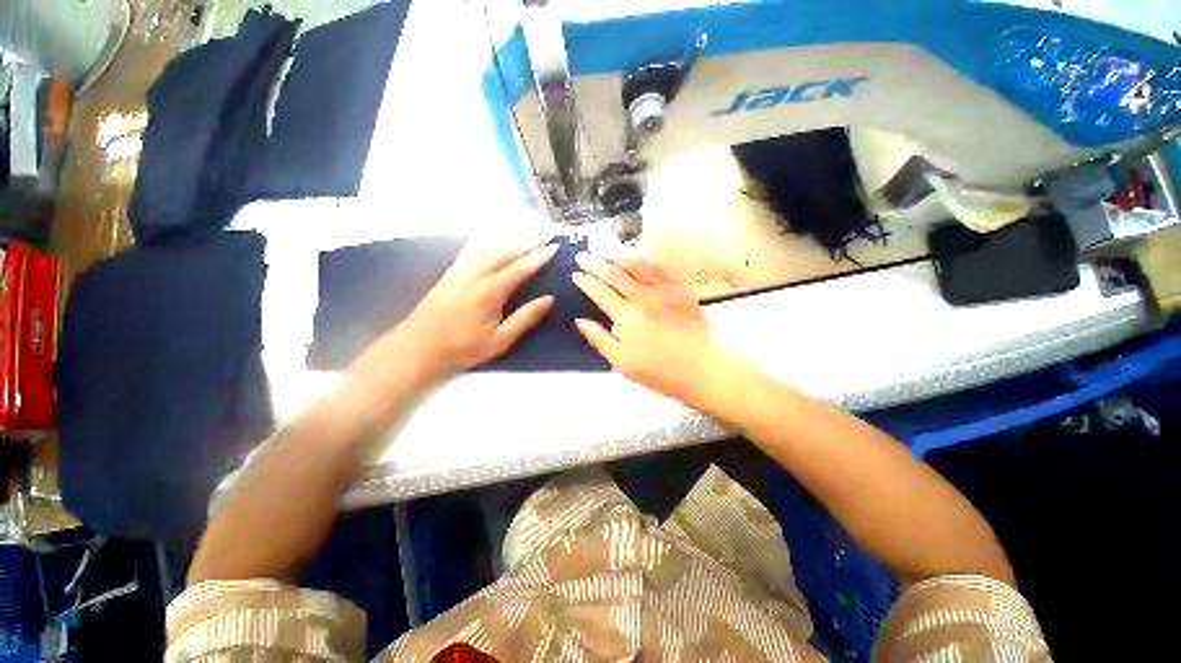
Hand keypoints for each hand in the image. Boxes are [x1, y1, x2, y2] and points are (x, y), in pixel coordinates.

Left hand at [399, 236, 558, 377]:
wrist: (420, 346)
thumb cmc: (464, 346)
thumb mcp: (500, 340)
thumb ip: (525, 318)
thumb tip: (549, 299)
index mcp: (492, 291)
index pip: (521, 268)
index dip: (539, 257)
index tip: (555, 247)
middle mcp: (477, 274)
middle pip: (507, 251)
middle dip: (529, 240)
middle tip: (547, 233)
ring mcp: (462, 270)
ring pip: (490, 246)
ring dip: (510, 237)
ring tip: (527, 231)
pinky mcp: (451, 271)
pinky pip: (471, 248)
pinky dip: (486, 239)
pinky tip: (492, 236)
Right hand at [572, 250, 730, 405]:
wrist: (701, 369)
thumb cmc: (659, 371)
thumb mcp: (622, 362)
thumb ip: (599, 339)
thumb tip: (579, 321)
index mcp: (627, 317)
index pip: (600, 292)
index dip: (585, 282)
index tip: (575, 274)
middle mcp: (643, 297)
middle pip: (614, 274)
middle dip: (595, 263)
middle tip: (583, 256)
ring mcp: (663, 290)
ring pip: (636, 265)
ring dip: (617, 255)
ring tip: (604, 250)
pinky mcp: (679, 289)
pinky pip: (659, 267)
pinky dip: (644, 259)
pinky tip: (635, 255)